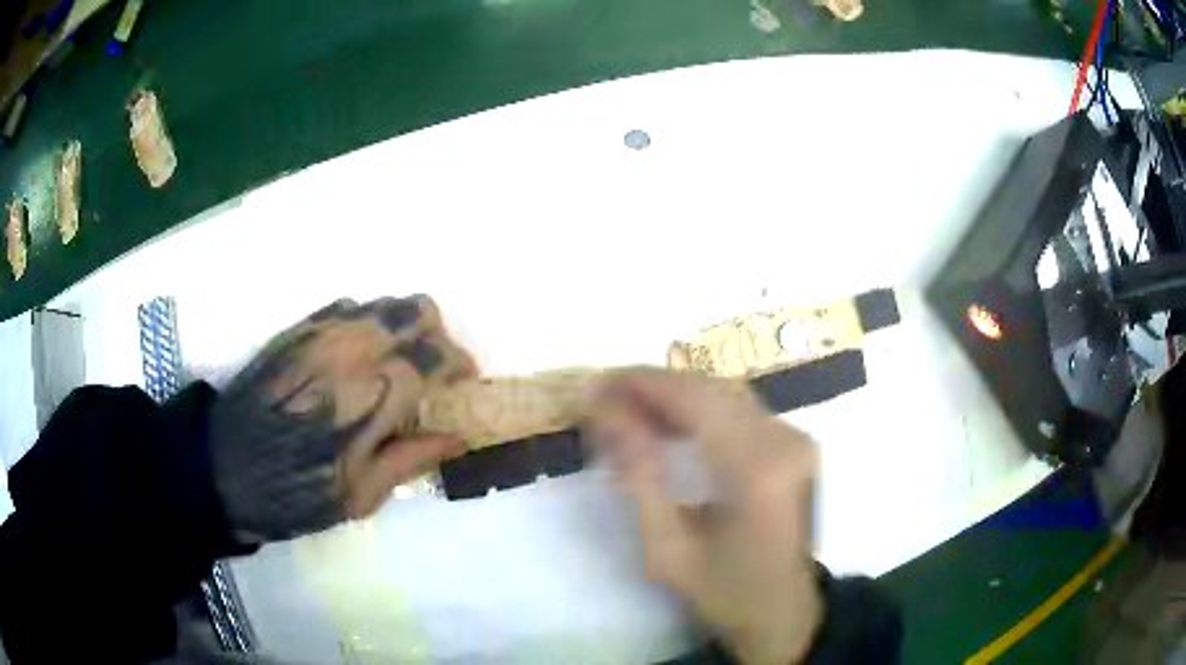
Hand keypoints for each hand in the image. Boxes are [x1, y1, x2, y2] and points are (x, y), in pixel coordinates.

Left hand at [208, 295, 475, 543]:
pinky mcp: (298, 329)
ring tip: (396, 364)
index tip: (464, 385)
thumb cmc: (295, 493)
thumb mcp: (361, 495)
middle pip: (418, 310)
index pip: (438, 357)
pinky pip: (348, 307)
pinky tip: (356, 358)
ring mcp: (322, 332)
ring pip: (384, 302)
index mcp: (373, 395)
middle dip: (437, 337)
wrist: (224, 468)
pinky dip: (366, 325)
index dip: (461, 366)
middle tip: (432, 373)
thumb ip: (412, 457)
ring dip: (403, 328)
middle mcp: (353, 349)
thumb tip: (458, 434)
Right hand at [587, 371, 821, 664]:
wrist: (784, 611)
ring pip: (726, 392)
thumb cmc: (724, 592)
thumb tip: (606, 412)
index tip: (596, 385)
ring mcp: (797, 438)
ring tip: (629, 409)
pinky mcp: (796, 444)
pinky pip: (741, 408)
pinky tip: (670, 423)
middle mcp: (786, 441)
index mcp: (758, 471)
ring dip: (676, 394)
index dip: (643, 383)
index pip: (695, 400)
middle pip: (711, 388)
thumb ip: (638, 475)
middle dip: (655, 385)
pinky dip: (700, 408)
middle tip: (606, 398)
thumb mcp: (667, 548)